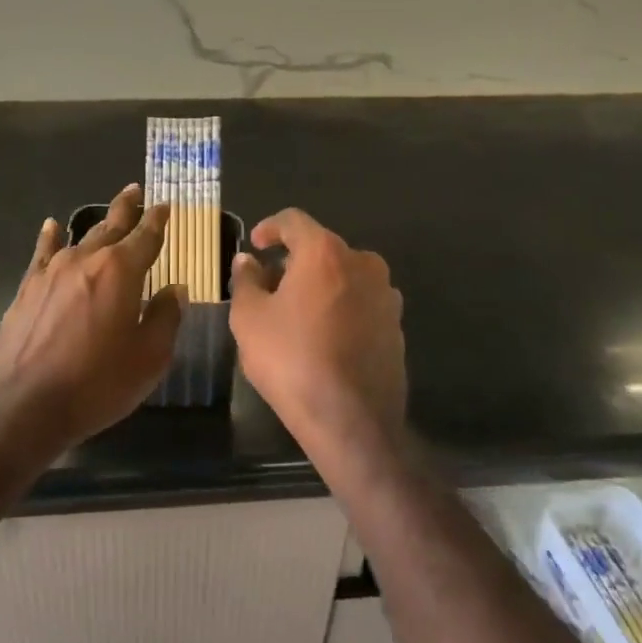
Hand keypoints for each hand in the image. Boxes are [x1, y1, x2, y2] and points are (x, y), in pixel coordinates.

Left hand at [0, 184, 184, 453]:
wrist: (23, 407)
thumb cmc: (96, 384)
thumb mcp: (149, 358)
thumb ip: (166, 317)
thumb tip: (175, 289)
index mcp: (121, 270)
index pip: (146, 235)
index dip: (158, 220)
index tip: (165, 205)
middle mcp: (86, 259)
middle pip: (111, 226)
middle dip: (127, 208)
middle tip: (135, 191)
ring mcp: (52, 271)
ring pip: (80, 238)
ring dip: (97, 225)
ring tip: (108, 214)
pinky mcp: (27, 288)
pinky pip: (43, 253)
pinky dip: (50, 238)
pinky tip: (51, 227)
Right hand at [229, 209, 405, 468]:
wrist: (352, 422)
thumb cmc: (293, 360)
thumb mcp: (250, 319)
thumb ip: (246, 281)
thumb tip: (247, 261)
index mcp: (325, 252)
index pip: (294, 221)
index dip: (270, 227)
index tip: (255, 244)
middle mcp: (363, 263)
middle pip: (321, 248)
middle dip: (293, 262)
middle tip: (269, 286)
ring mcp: (385, 295)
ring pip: (343, 276)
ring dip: (319, 285)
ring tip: (295, 314)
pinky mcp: (396, 326)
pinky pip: (360, 303)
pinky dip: (340, 308)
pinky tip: (323, 336)